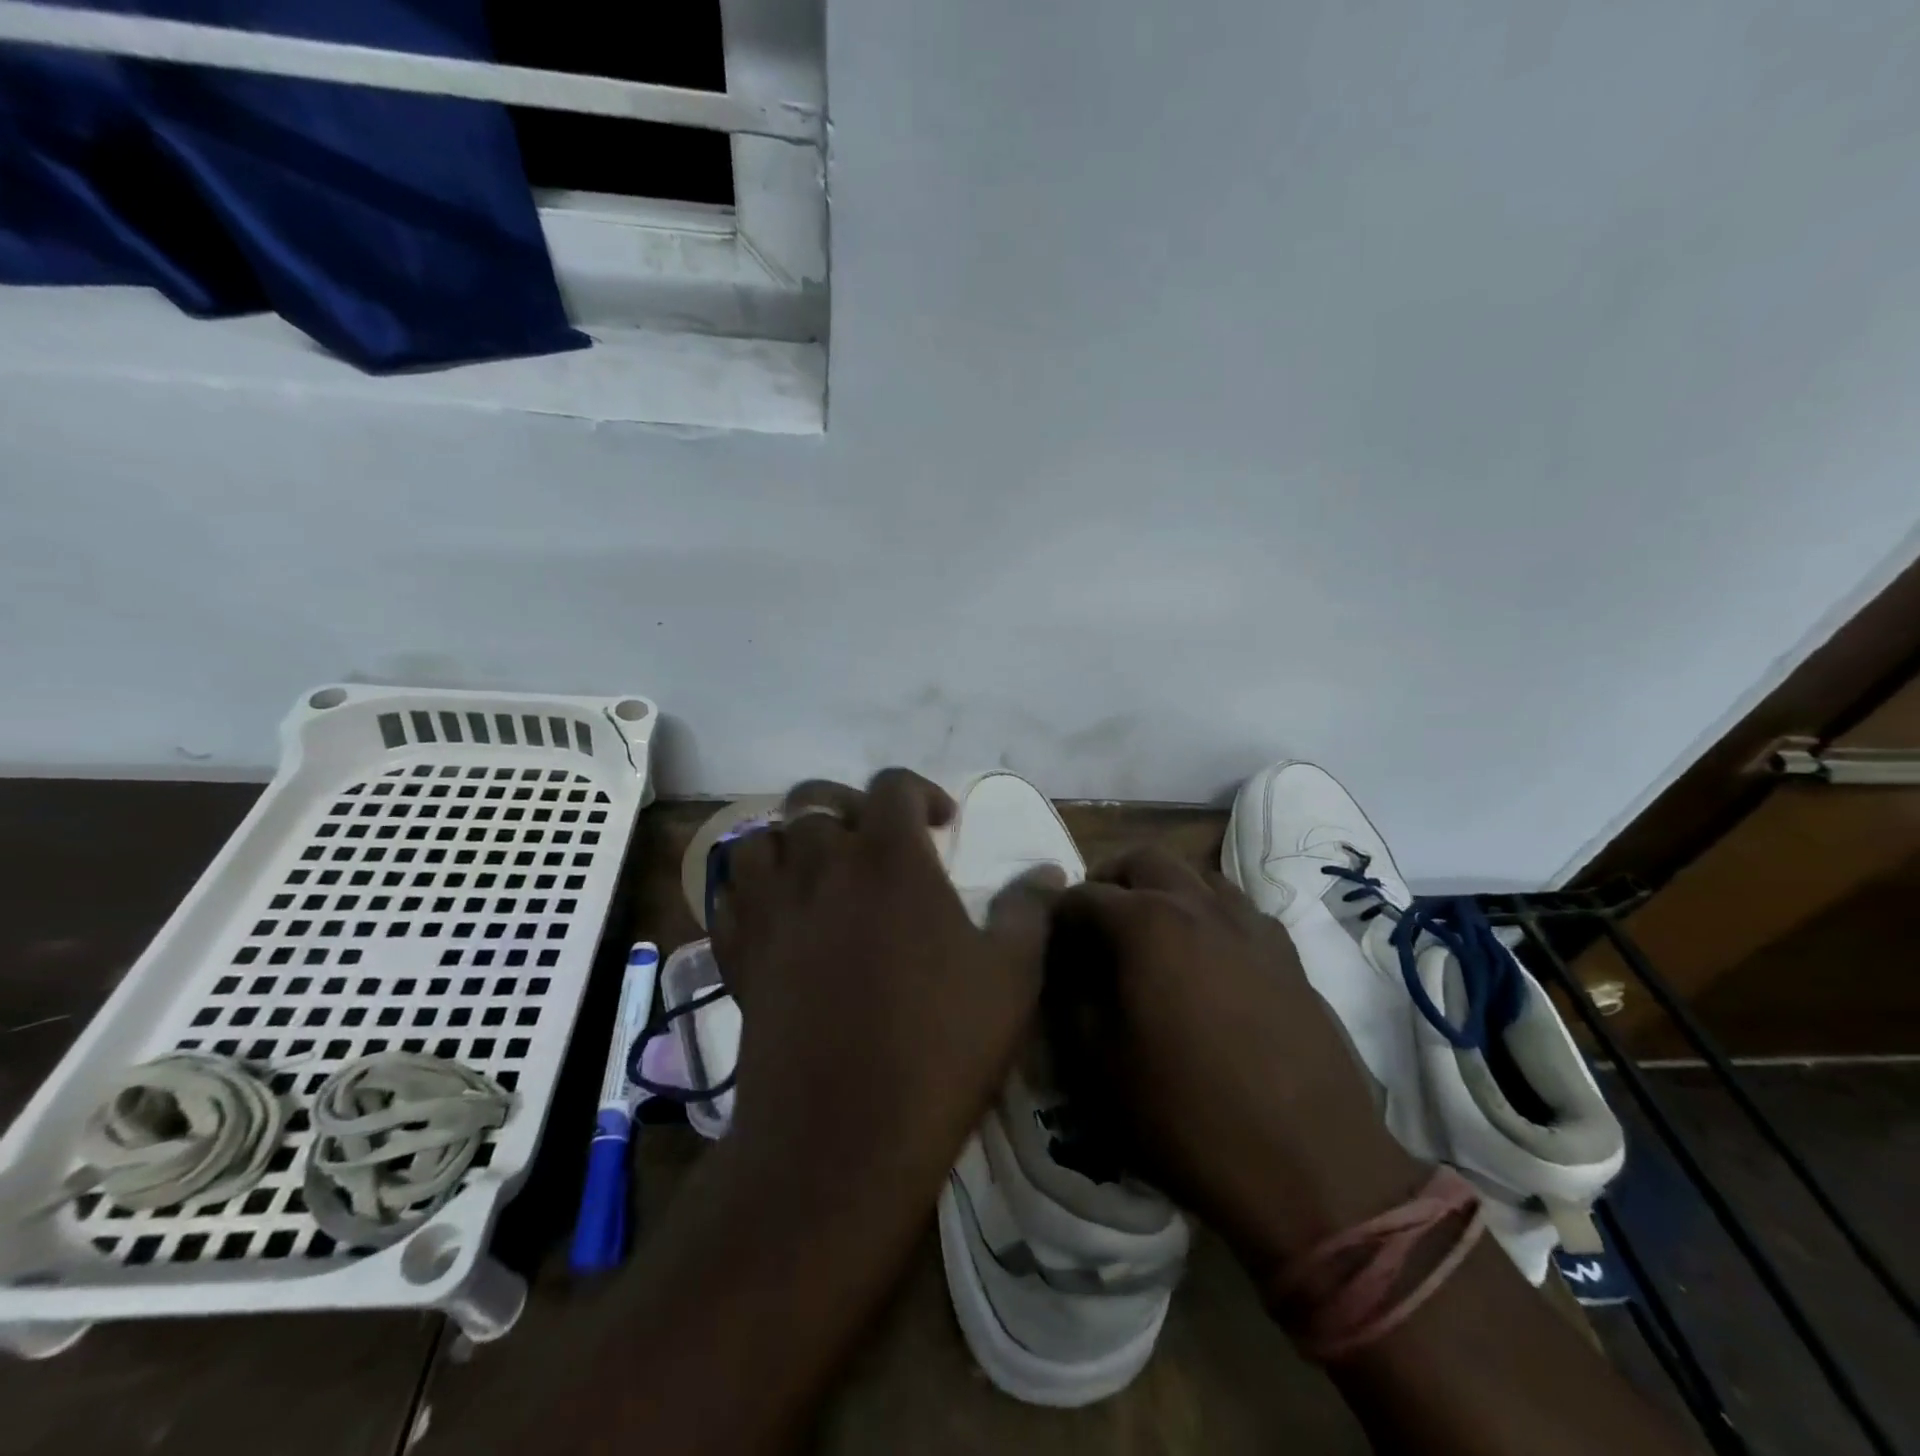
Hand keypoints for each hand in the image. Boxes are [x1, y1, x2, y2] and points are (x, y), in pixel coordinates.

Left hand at [709, 769, 1059, 1203]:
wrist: (841, 1134)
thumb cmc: (938, 1046)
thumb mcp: (1011, 976)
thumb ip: (1029, 911)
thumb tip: (1047, 872)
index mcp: (888, 857)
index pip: (893, 785)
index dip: (921, 792)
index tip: (942, 825)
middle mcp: (821, 865)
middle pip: (815, 799)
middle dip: (850, 807)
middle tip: (876, 843)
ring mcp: (771, 908)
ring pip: (762, 838)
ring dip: (792, 841)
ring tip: (820, 870)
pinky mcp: (738, 953)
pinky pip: (731, 894)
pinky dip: (752, 888)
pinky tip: (780, 914)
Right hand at [1051, 847, 1423, 1277]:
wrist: (1311, 1170)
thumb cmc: (1188, 1117)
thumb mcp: (1099, 1064)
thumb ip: (1071, 1000)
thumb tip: (1067, 970)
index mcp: (1146, 923)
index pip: (1082, 895)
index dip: (1057, 918)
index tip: (1050, 947)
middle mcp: (1198, 905)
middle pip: (1143, 859)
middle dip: (1109, 881)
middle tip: (1096, 926)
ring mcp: (1251, 925)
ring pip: (1196, 875)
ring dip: (1163, 890)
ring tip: (1150, 938)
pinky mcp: (1288, 954)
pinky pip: (1238, 910)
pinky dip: (1208, 916)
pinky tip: (1206, 962)